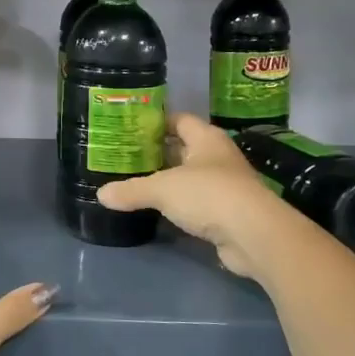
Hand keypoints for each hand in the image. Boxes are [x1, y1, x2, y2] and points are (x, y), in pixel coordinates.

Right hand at [96, 114, 282, 278]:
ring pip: (189, 178)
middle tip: (125, 156)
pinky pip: (196, 203)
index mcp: (206, 138)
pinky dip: (178, 206)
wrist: (254, 235)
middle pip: (183, 149)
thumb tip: (101, 195)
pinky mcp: (227, 213)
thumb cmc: (209, 195)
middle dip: (157, 153)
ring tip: (134, 182)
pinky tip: (156, 210)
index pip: (179, 120)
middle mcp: (218, 157)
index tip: (130, 127)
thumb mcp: (162, 189)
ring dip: (167, 181)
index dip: (156, 121)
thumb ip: (131, 190)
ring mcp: (225, 186)